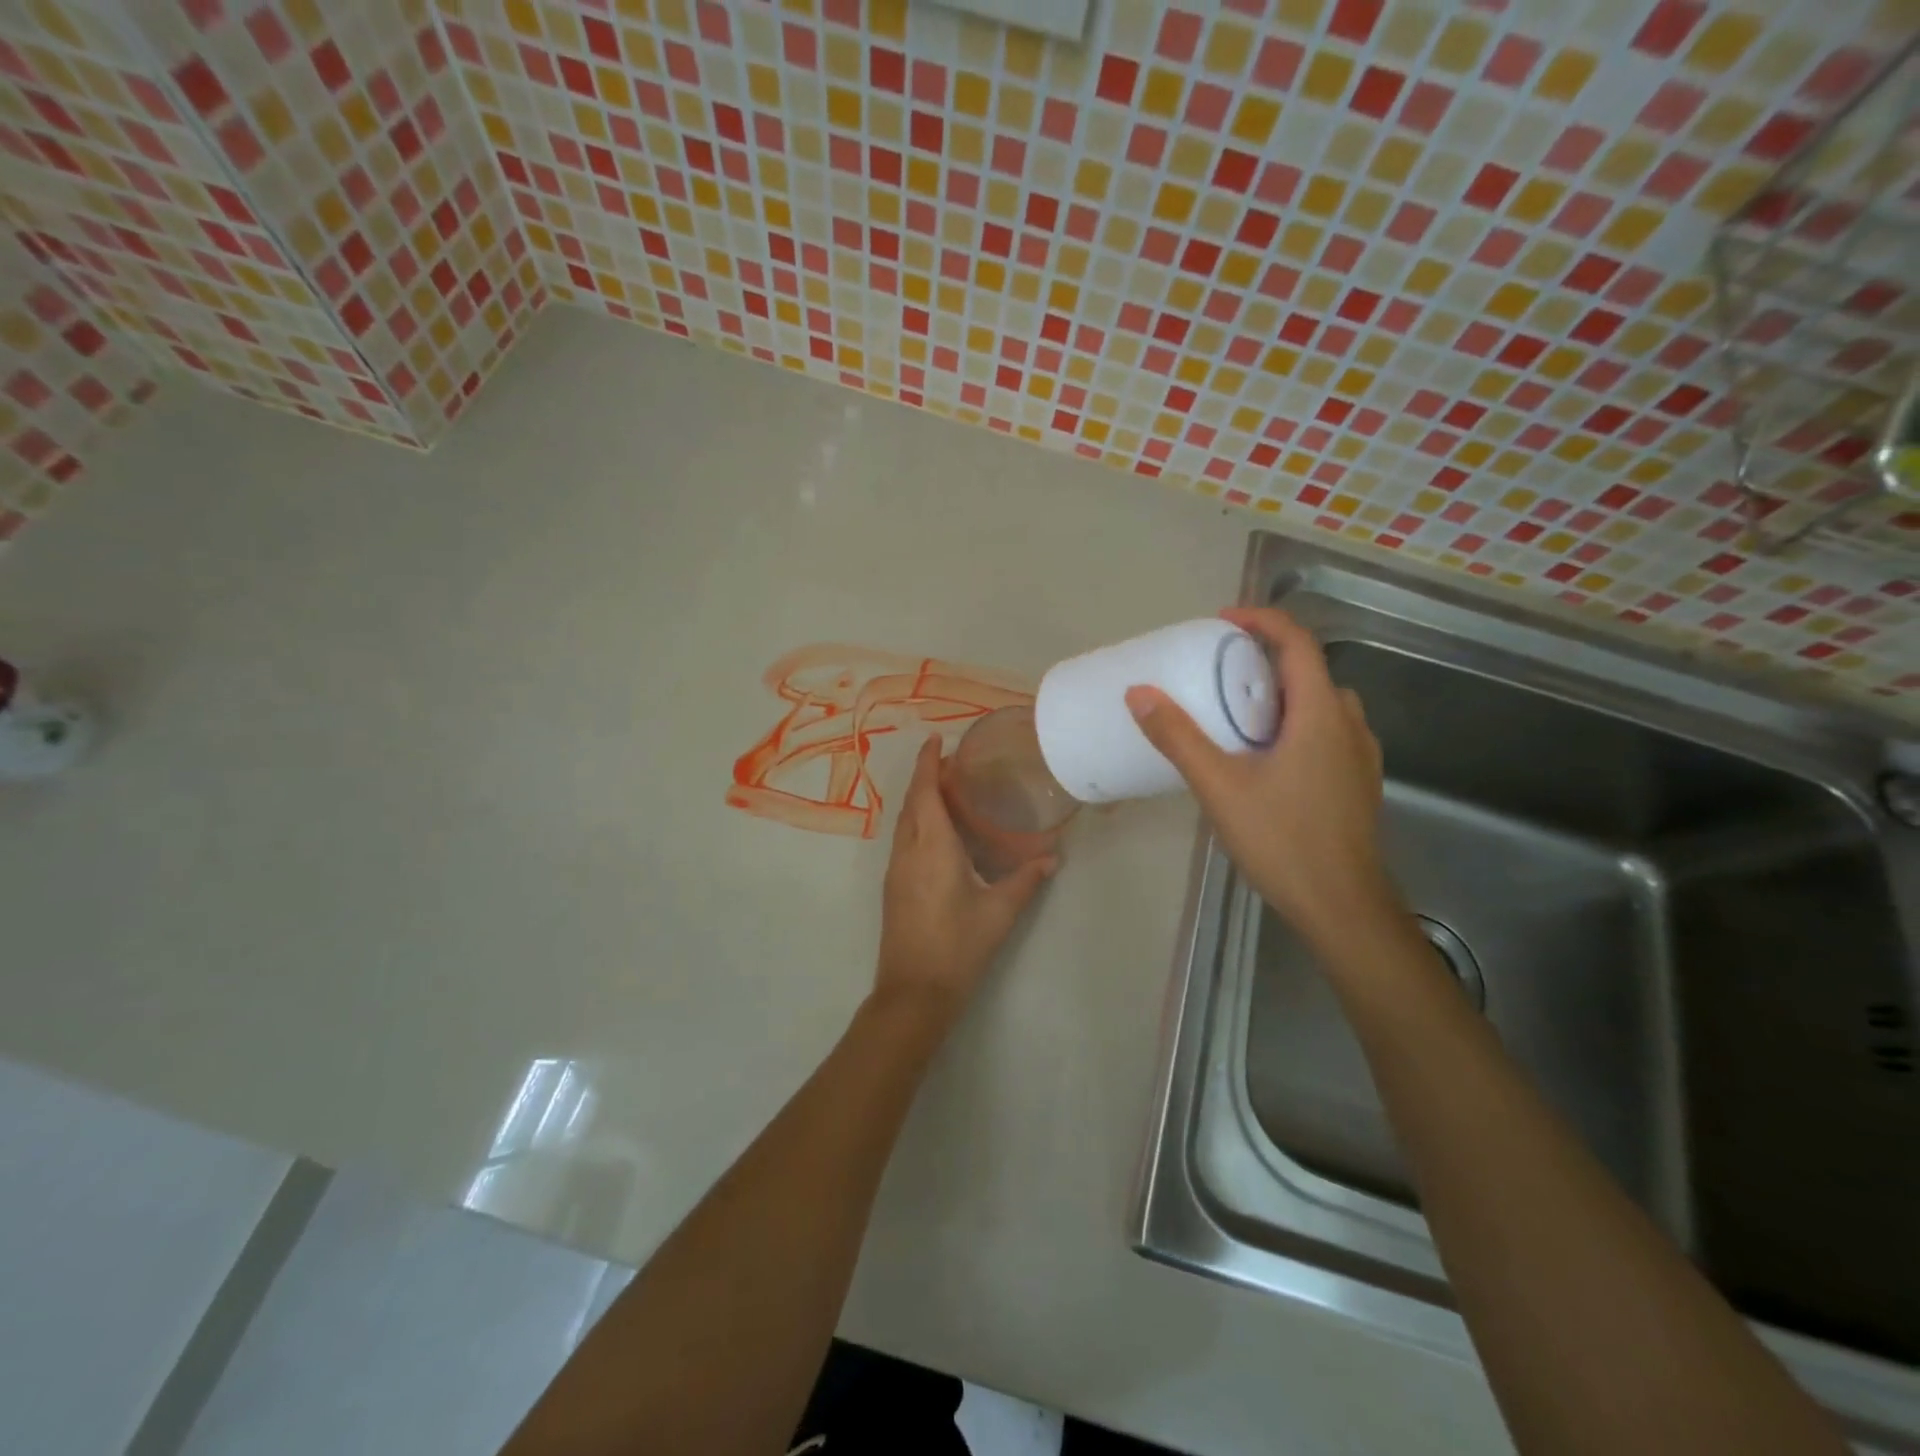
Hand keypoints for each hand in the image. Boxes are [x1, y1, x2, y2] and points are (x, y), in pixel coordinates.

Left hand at [873, 736, 1056, 1023]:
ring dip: (919, 799)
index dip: (928, 763)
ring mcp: (896, 870)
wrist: (914, 992)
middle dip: (925, 776)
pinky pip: (903, 840)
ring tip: (945, 790)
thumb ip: (1026, 880)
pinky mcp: (893, 887)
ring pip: (904, 822)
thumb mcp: (999, 912)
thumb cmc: (958, 946)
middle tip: (950, 762)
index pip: (925, 792)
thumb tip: (1052, 857)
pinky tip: (936, 832)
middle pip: (912, 802)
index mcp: (932, 847)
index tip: (935, 740)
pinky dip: (917, 821)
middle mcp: (908, 851)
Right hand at [1125, 608, 1400, 957]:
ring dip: (1282, 694)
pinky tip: (1266, 756)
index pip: (1298, 642)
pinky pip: (1327, 732)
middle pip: (1310, 671)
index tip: (1222, 621)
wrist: (1342, 906)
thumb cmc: (1282, 840)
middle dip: (1266, 659)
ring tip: (1240, 711)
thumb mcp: (1219, 786)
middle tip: (1220, 669)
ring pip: (1321, 704)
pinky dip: (1296, 723)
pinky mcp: (1357, 782)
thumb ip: (1179, 738)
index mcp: (1320, 714)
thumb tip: (1139, 694)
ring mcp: (1360, 756)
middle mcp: (1349, 724)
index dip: (1262, 620)